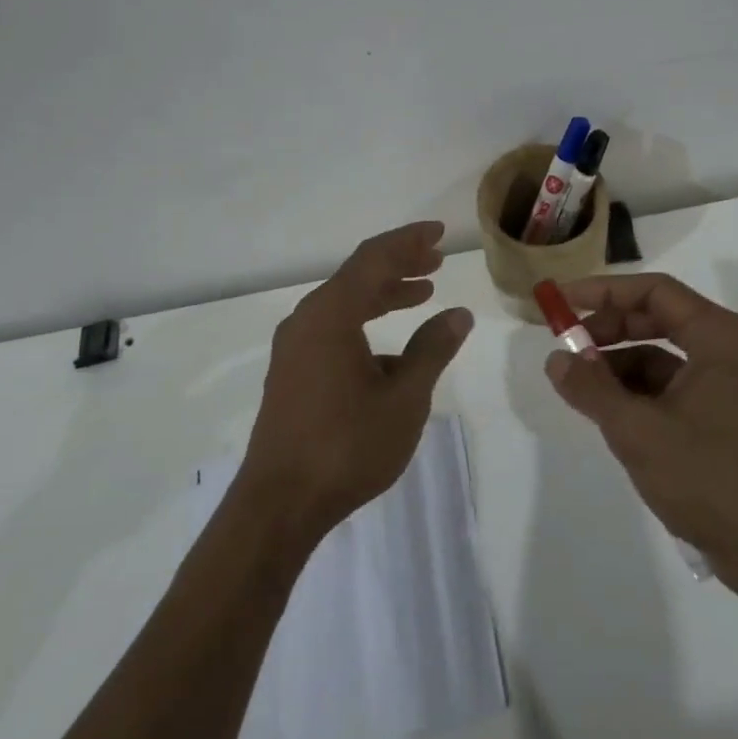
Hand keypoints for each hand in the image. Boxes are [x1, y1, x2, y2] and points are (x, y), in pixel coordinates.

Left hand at [237, 221, 473, 545]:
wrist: (279, 504)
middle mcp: (307, 320)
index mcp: (331, 315)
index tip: (439, 234)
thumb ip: (433, 349)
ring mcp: (295, 347)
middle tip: (436, 260)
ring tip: (422, 292)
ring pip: (345, 302)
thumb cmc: (347, 445)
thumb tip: (458, 314)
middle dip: (399, 264)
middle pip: (358, 276)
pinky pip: (333, 327)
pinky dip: (365, 321)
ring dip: (384, 293)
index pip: (374, 259)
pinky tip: (393, 348)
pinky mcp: (292, 372)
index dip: (408, 242)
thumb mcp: (404, 397)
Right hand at [543, 272, 737, 599]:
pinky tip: (613, 413)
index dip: (603, 292)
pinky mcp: (732, 417)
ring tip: (582, 387)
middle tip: (567, 345)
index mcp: (722, 337)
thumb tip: (556, 359)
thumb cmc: (708, 479)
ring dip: (622, 365)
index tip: (561, 303)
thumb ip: (591, 388)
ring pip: (667, 356)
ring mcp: (736, 384)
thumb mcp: (637, 431)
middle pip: (661, 319)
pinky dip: (643, 393)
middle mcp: (734, 350)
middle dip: (610, 330)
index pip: (655, 291)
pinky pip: (679, 387)